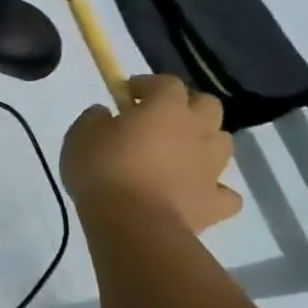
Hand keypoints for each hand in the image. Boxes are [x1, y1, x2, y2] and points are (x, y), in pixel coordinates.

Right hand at [60, 75, 242, 233]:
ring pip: (223, 143)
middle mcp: (197, 131)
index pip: (167, 82)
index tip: (126, 94)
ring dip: (205, 143)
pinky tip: (196, 194)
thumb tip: (106, 115)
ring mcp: (211, 168)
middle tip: (160, 120)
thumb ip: (96, 117)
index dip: (148, 84)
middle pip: (208, 105)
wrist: (132, 224)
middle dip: (188, 107)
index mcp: (167, 107)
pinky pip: (226, 194)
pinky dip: (214, 191)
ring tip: (179, 154)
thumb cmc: (104, 170)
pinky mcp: (216, 204)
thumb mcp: (81, 134)